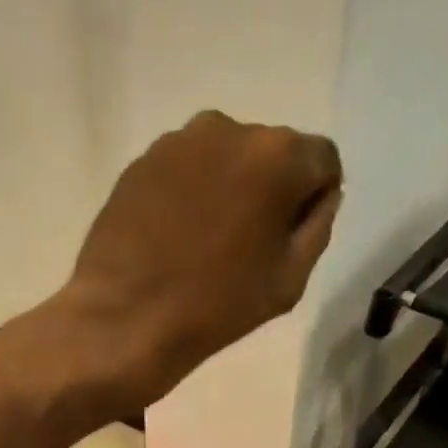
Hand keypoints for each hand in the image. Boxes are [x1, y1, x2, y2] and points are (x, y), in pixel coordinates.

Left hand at [52, 111, 342, 409]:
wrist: (125, 320)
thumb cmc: (217, 306)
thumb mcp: (291, 277)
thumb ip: (317, 225)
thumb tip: (318, 196)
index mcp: (277, 154)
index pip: (321, 161)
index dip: (314, 199)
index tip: (291, 237)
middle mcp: (229, 128)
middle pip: (271, 154)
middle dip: (270, 189)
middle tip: (248, 243)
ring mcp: (177, 142)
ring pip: (225, 158)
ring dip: (228, 188)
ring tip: (206, 242)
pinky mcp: (140, 162)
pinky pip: (185, 171)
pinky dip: (189, 194)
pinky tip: (174, 237)